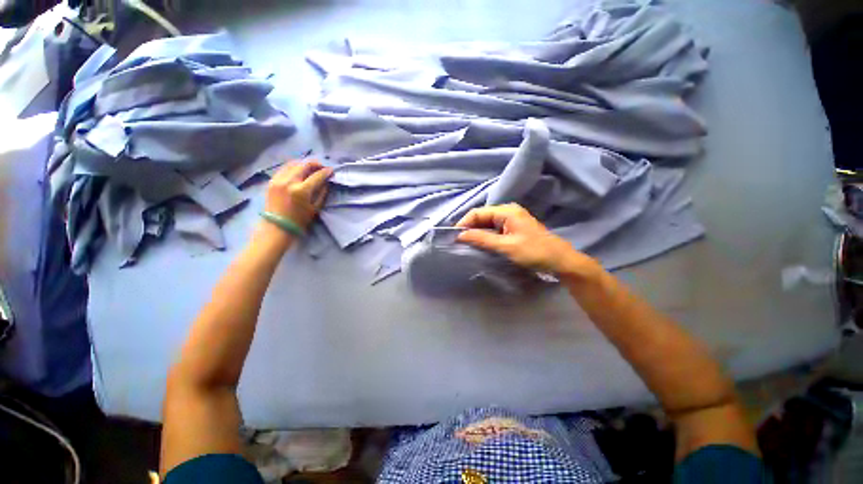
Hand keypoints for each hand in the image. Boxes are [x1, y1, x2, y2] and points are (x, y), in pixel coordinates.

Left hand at [264, 160, 332, 229]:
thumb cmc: (300, 219)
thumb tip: (326, 182)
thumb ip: (322, 193)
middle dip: (315, 164)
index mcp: (302, 190)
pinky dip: (293, 166)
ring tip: (310, 167)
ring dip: (304, 163)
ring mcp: (278, 179)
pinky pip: (284, 168)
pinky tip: (298, 170)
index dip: (326, 171)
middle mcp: (289, 181)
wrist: (277, 226)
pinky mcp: (272, 180)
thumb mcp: (315, 208)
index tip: (331, 170)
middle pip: (304, 165)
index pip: (317, 175)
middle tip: (322, 167)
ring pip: (293, 163)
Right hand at [455, 203, 600, 277]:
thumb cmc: (533, 252)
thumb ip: (482, 239)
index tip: (454, 237)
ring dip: (477, 232)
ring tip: (466, 244)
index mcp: (506, 211)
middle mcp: (508, 211)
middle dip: (469, 228)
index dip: (464, 223)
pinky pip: (494, 228)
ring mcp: (511, 219)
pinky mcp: (513, 228)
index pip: (478, 213)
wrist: (559, 261)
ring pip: (487, 223)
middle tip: (459, 242)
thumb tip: (460, 235)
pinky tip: (480, 244)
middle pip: (482, 216)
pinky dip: (485, 235)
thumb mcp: (505, 246)